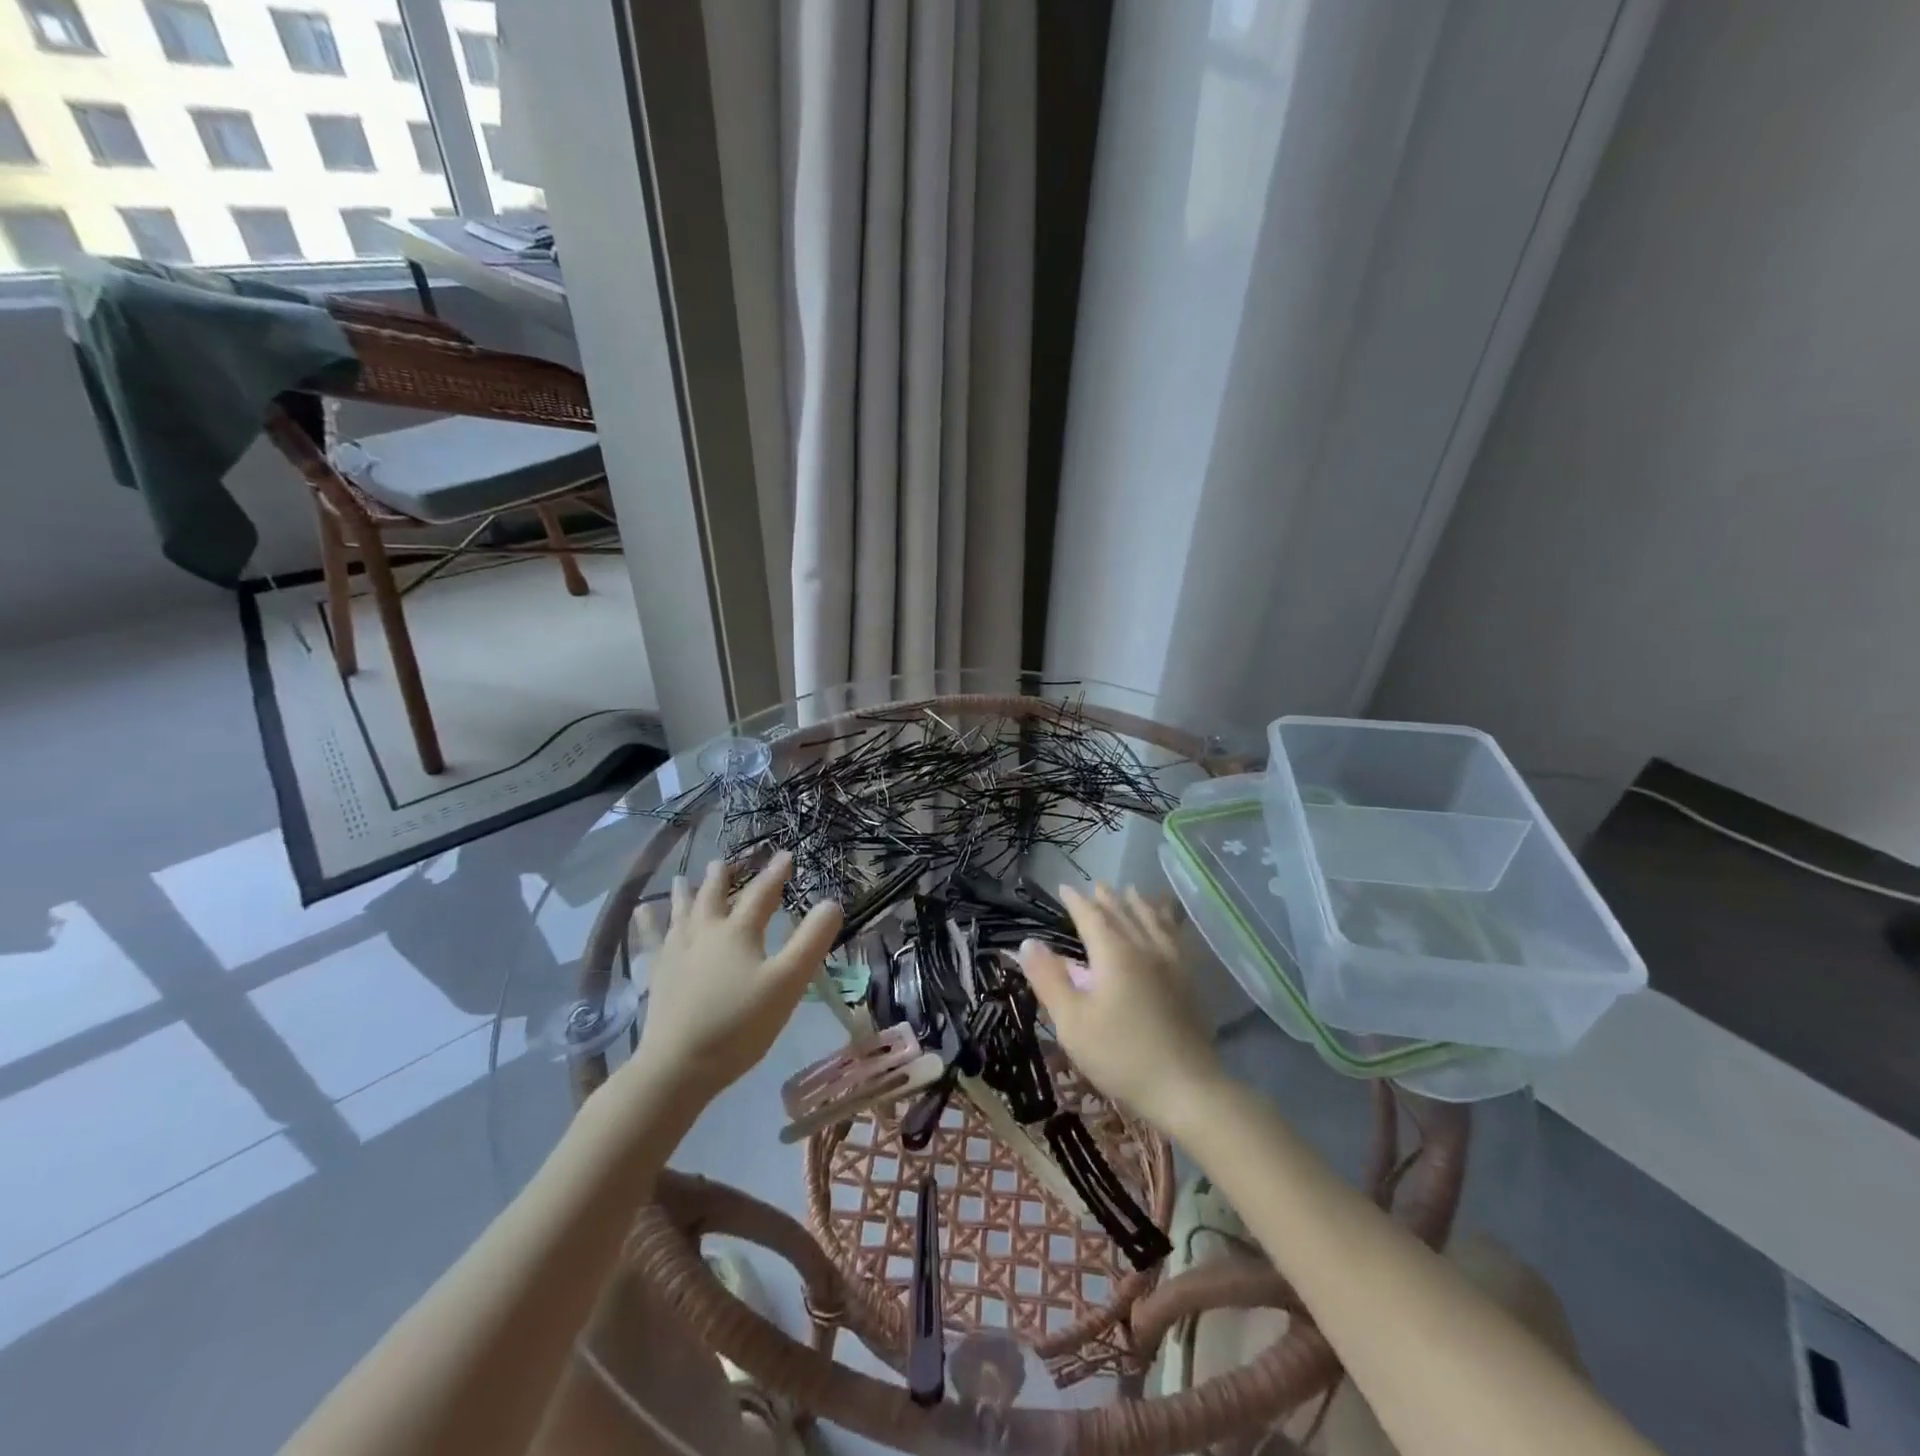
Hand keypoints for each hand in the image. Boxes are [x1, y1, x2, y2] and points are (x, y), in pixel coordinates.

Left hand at [624, 851, 842, 1111]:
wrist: (679, 1065)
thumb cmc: (740, 1024)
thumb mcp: (788, 982)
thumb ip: (811, 941)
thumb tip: (832, 902)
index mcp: (739, 932)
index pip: (761, 894)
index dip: (776, 874)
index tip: (786, 855)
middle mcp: (705, 932)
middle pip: (715, 896)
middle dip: (724, 877)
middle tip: (726, 861)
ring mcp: (677, 952)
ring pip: (682, 912)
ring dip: (686, 893)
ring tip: (681, 878)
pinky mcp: (657, 974)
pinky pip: (651, 939)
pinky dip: (647, 923)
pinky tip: (640, 913)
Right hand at [1019, 884, 1226, 1131]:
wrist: (1185, 1087)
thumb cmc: (1120, 1054)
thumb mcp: (1072, 1021)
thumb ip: (1049, 979)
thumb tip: (1028, 942)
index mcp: (1114, 953)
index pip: (1091, 917)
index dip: (1076, 901)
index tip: (1064, 888)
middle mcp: (1144, 948)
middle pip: (1124, 914)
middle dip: (1108, 898)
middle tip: (1096, 886)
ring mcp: (1171, 963)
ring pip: (1153, 921)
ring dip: (1139, 904)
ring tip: (1133, 892)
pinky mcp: (1188, 981)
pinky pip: (1174, 937)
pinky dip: (1166, 921)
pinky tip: (1168, 926)